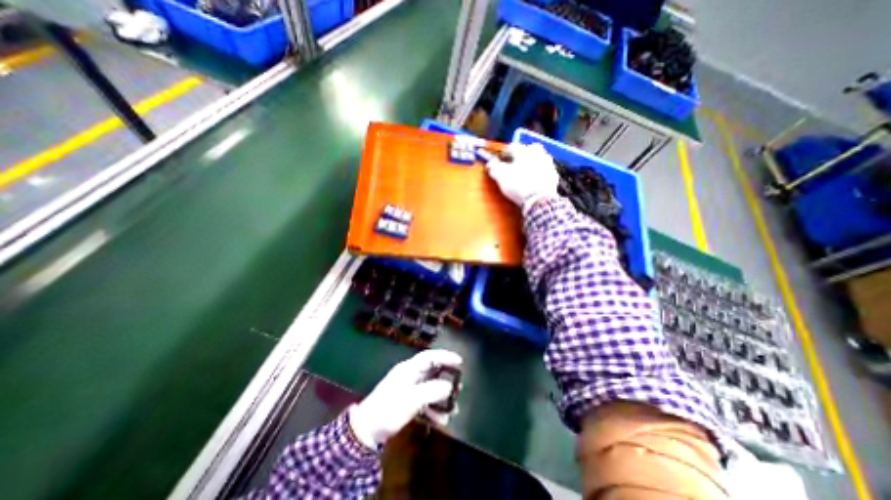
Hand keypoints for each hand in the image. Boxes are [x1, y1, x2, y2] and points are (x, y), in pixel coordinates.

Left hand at [347, 350, 463, 446]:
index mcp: (409, 369)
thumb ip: (431, 391)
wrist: (367, 431)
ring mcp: (408, 389)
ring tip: (453, 409)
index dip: (445, 356)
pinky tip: (441, 420)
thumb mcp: (412, 399)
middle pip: (432, 372)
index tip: (460, 361)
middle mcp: (410, 375)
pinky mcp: (407, 402)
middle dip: (446, 379)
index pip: (429, 356)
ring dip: (441, 398)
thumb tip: (449, 386)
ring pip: (430, 388)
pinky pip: (425, 400)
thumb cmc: (389, 409)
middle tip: (458, 387)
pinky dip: (433, 408)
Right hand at [487, 142, 555, 211]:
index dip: (505, 153)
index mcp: (525, 151)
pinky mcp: (554, 176)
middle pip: (530, 149)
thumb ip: (494, 167)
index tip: (501, 160)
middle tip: (516, 163)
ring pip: (539, 159)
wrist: (539, 199)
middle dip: (523, 154)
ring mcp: (549, 164)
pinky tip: (534, 181)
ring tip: (525, 173)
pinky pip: (545, 171)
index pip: (513, 147)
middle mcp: (539, 153)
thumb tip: (490, 164)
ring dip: (532, 163)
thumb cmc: (518, 185)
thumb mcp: (501, 176)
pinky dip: (539, 174)